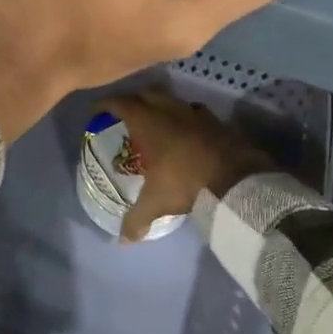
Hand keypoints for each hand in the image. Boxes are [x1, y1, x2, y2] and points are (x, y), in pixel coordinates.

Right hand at [100, 91, 273, 241]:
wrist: (235, 178)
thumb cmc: (185, 182)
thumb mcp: (156, 202)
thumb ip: (136, 218)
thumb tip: (122, 240)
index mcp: (149, 123)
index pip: (122, 103)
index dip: (107, 103)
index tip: (97, 108)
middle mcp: (170, 111)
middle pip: (147, 93)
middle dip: (135, 98)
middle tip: (127, 111)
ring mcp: (195, 113)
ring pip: (172, 99)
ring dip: (161, 105)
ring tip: (156, 119)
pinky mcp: (216, 121)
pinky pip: (195, 111)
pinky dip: (186, 116)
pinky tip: (187, 129)